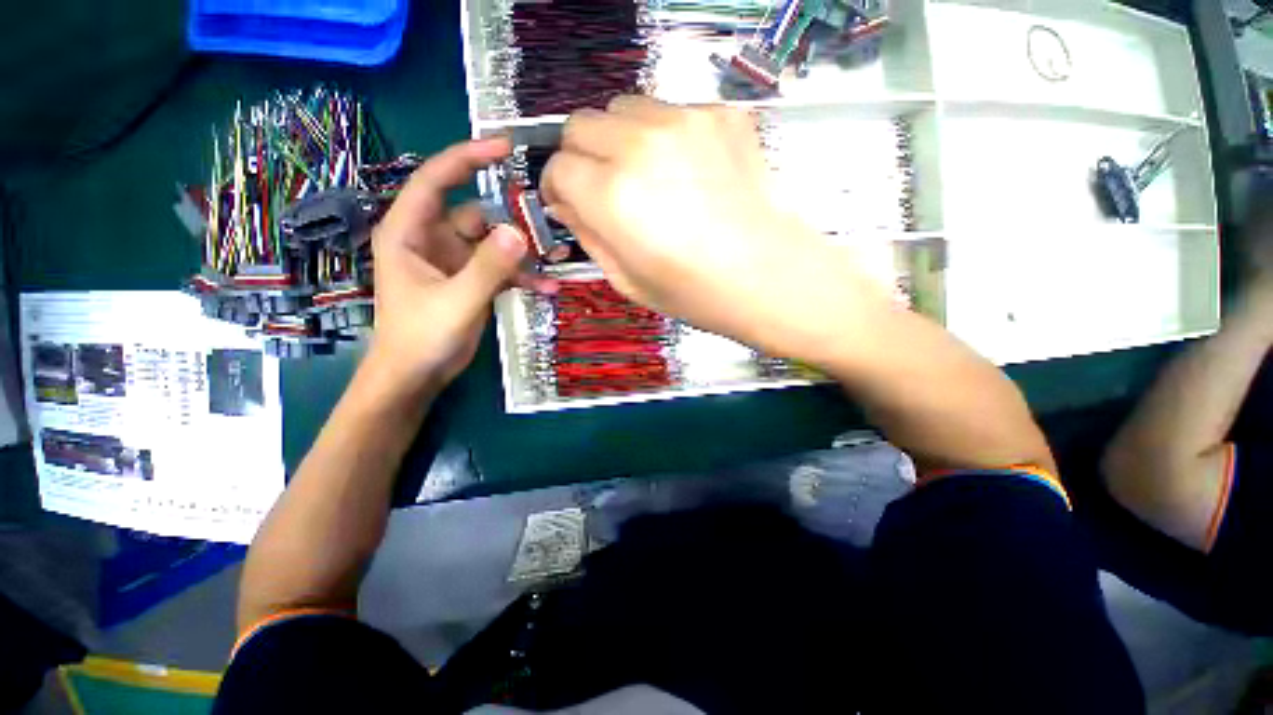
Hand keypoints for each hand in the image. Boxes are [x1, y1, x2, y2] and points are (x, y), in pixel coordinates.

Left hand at [364, 138, 553, 397]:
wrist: (418, 375)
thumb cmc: (421, 336)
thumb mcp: (457, 300)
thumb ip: (488, 267)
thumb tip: (519, 232)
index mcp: (410, 231)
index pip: (436, 180)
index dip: (467, 158)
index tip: (505, 147)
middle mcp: (432, 239)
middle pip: (476, 214)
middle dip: (511, 220)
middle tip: (547, 225)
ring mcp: (455, 261)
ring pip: (494, 243)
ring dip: (522, 253)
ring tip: (554, 261)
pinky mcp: (471, 281)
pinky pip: (501, 269)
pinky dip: (522, 276)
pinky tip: (546, 287)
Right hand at [541, 96, 879, 357]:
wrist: (770, 277)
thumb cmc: (698, 292)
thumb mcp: (628, 281)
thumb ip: (589, 236)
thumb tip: (570, 205)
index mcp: (612, 197)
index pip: (557, 166)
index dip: (558, 187)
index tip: (570, 202)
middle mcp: (641, 147)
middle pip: (581, 124)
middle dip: (582, 156)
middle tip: (602, 187)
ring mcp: (685, 122)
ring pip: (623, 108)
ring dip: (620, 139)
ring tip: (645, 176)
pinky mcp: (720, 115)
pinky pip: (671, 111)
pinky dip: (665, 135)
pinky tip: (685, 170)